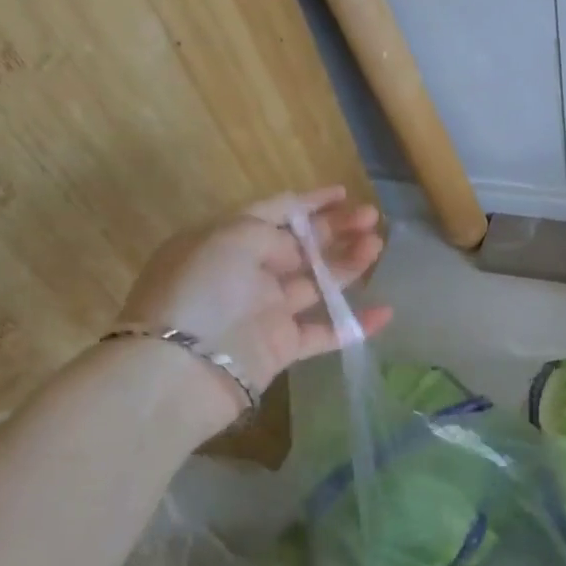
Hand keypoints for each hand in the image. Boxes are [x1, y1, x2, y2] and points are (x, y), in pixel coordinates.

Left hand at [118, 187, 391, 405]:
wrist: (181, 371)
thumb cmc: (202, 291)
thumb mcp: (232, 238)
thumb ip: (272, 233)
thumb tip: (297, 252)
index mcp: (226, 239)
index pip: (274, 211)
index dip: (310, 201)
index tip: (345, 194)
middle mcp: (245, 272)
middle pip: (300, 245)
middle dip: (336, 229)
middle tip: (372, 219)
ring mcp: (264, 310)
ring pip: (317, 282)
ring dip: (349, 264)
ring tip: (377, 247)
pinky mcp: (281, 346)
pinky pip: (324, 331)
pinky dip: (354, 324)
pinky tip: (385, 312)